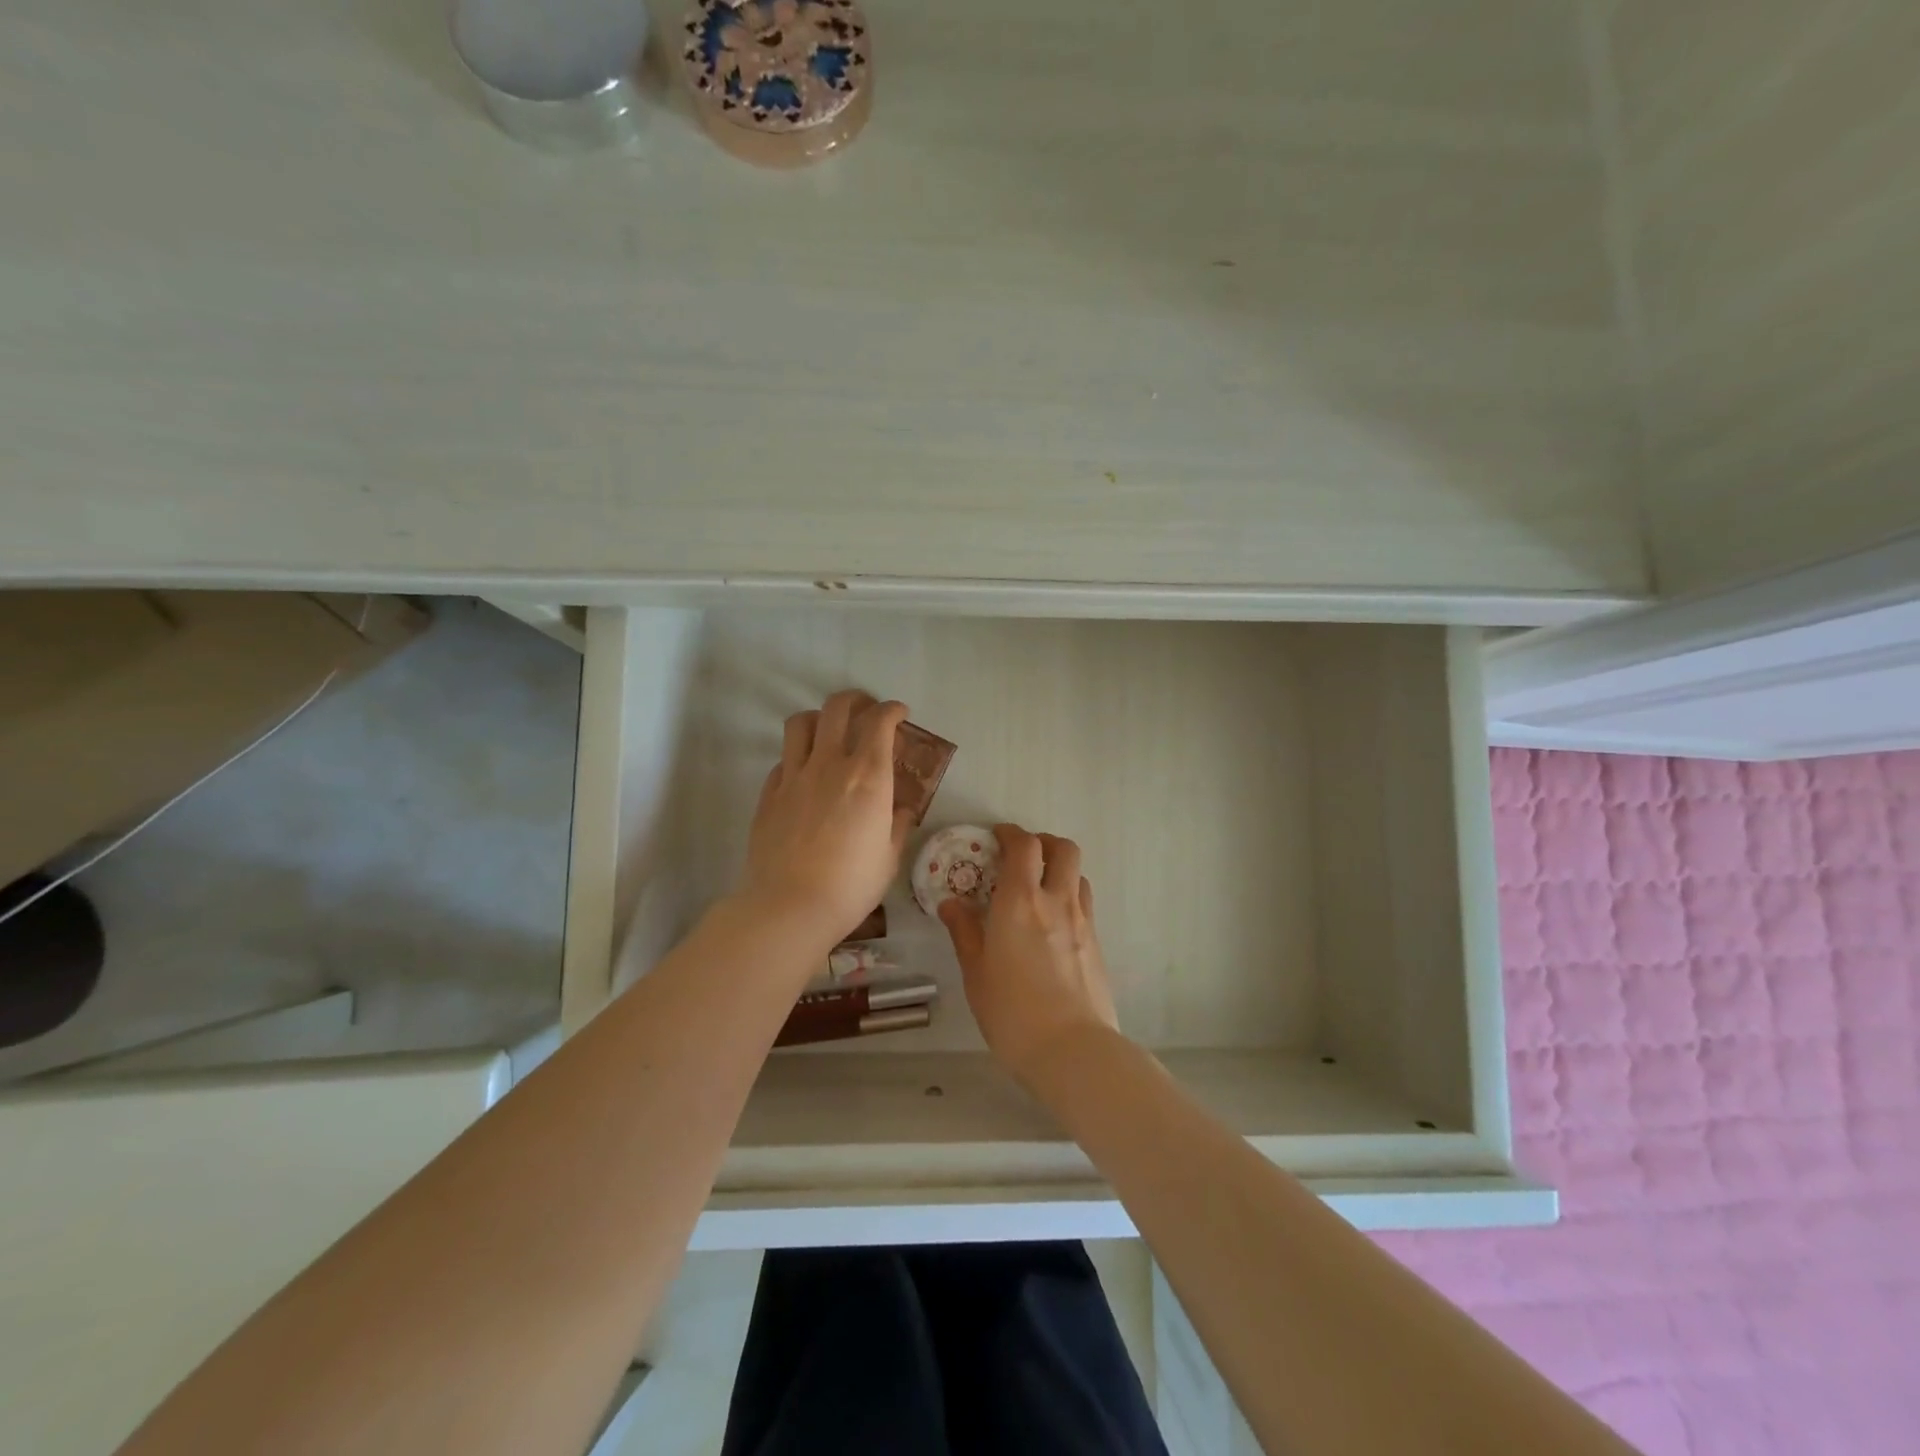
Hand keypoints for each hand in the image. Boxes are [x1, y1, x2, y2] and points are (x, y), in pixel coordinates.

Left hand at [741, 690, 915, 944]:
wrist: (789, 907)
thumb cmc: (851, 886)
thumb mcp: (889, 858)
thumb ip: (898, 825)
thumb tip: (902, 810)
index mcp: (869, 777)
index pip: (880, 722)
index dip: (892, 710)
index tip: (900, 714)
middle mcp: (830, 765)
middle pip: (837, 708)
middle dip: (856, 700)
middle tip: (866, 711)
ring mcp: (794, 776)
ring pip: (801, 723)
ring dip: (820, 718)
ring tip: (830, 731)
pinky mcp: (769, 794)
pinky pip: (784, 759)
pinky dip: (799, 757)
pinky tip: (806, 775)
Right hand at [938, 823, 1120, 1083]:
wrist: (1073, 1050)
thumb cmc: (1012, 1011)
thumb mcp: (976, 972)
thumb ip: (965, 931)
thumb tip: (951, 903)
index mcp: (1020, 901)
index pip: (1024, 845)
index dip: (1010, 833)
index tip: (996, 837)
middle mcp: (1056, 901)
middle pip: (1063, 848)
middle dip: (1043, 842)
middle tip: (1022, 856)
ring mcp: (1083, 921)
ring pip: (1078, 874)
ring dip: (1059, 869)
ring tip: (1038, 888)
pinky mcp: (1097, 944)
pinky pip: (1084, 903)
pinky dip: (1068, 897)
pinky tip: (1052, 925)